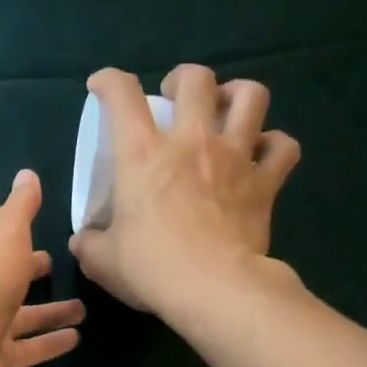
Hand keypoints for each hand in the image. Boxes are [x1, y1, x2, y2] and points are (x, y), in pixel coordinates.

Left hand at [0, 170, 85, 366]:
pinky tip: (76, 338)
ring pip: (21, 315)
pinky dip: (49, 342)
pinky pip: (28, 347)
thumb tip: (26, 174)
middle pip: (4, 274)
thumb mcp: (7, 233)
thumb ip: (20, 207)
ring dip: (50, 311)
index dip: (10, 222)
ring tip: (83, 308)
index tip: (35, 216)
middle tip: (56, 263)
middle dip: (27, 267)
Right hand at [68, 64, 301, 321]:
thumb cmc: (149, 268)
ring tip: (226, 109)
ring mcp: (235, 157)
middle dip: (184, 79)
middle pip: (197, 79)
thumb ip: (90, 243)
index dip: (109, 81)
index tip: (102, 86)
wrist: (211, 287)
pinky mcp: (265, 181)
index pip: (122, 95)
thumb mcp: (102, 260)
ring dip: (238, 95)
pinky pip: (283, 146)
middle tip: (176, 97)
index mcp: (142, 154)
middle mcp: (191, 142)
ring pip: (251, 96)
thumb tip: (83, 240)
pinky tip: (264, 154)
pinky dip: (274, 145)